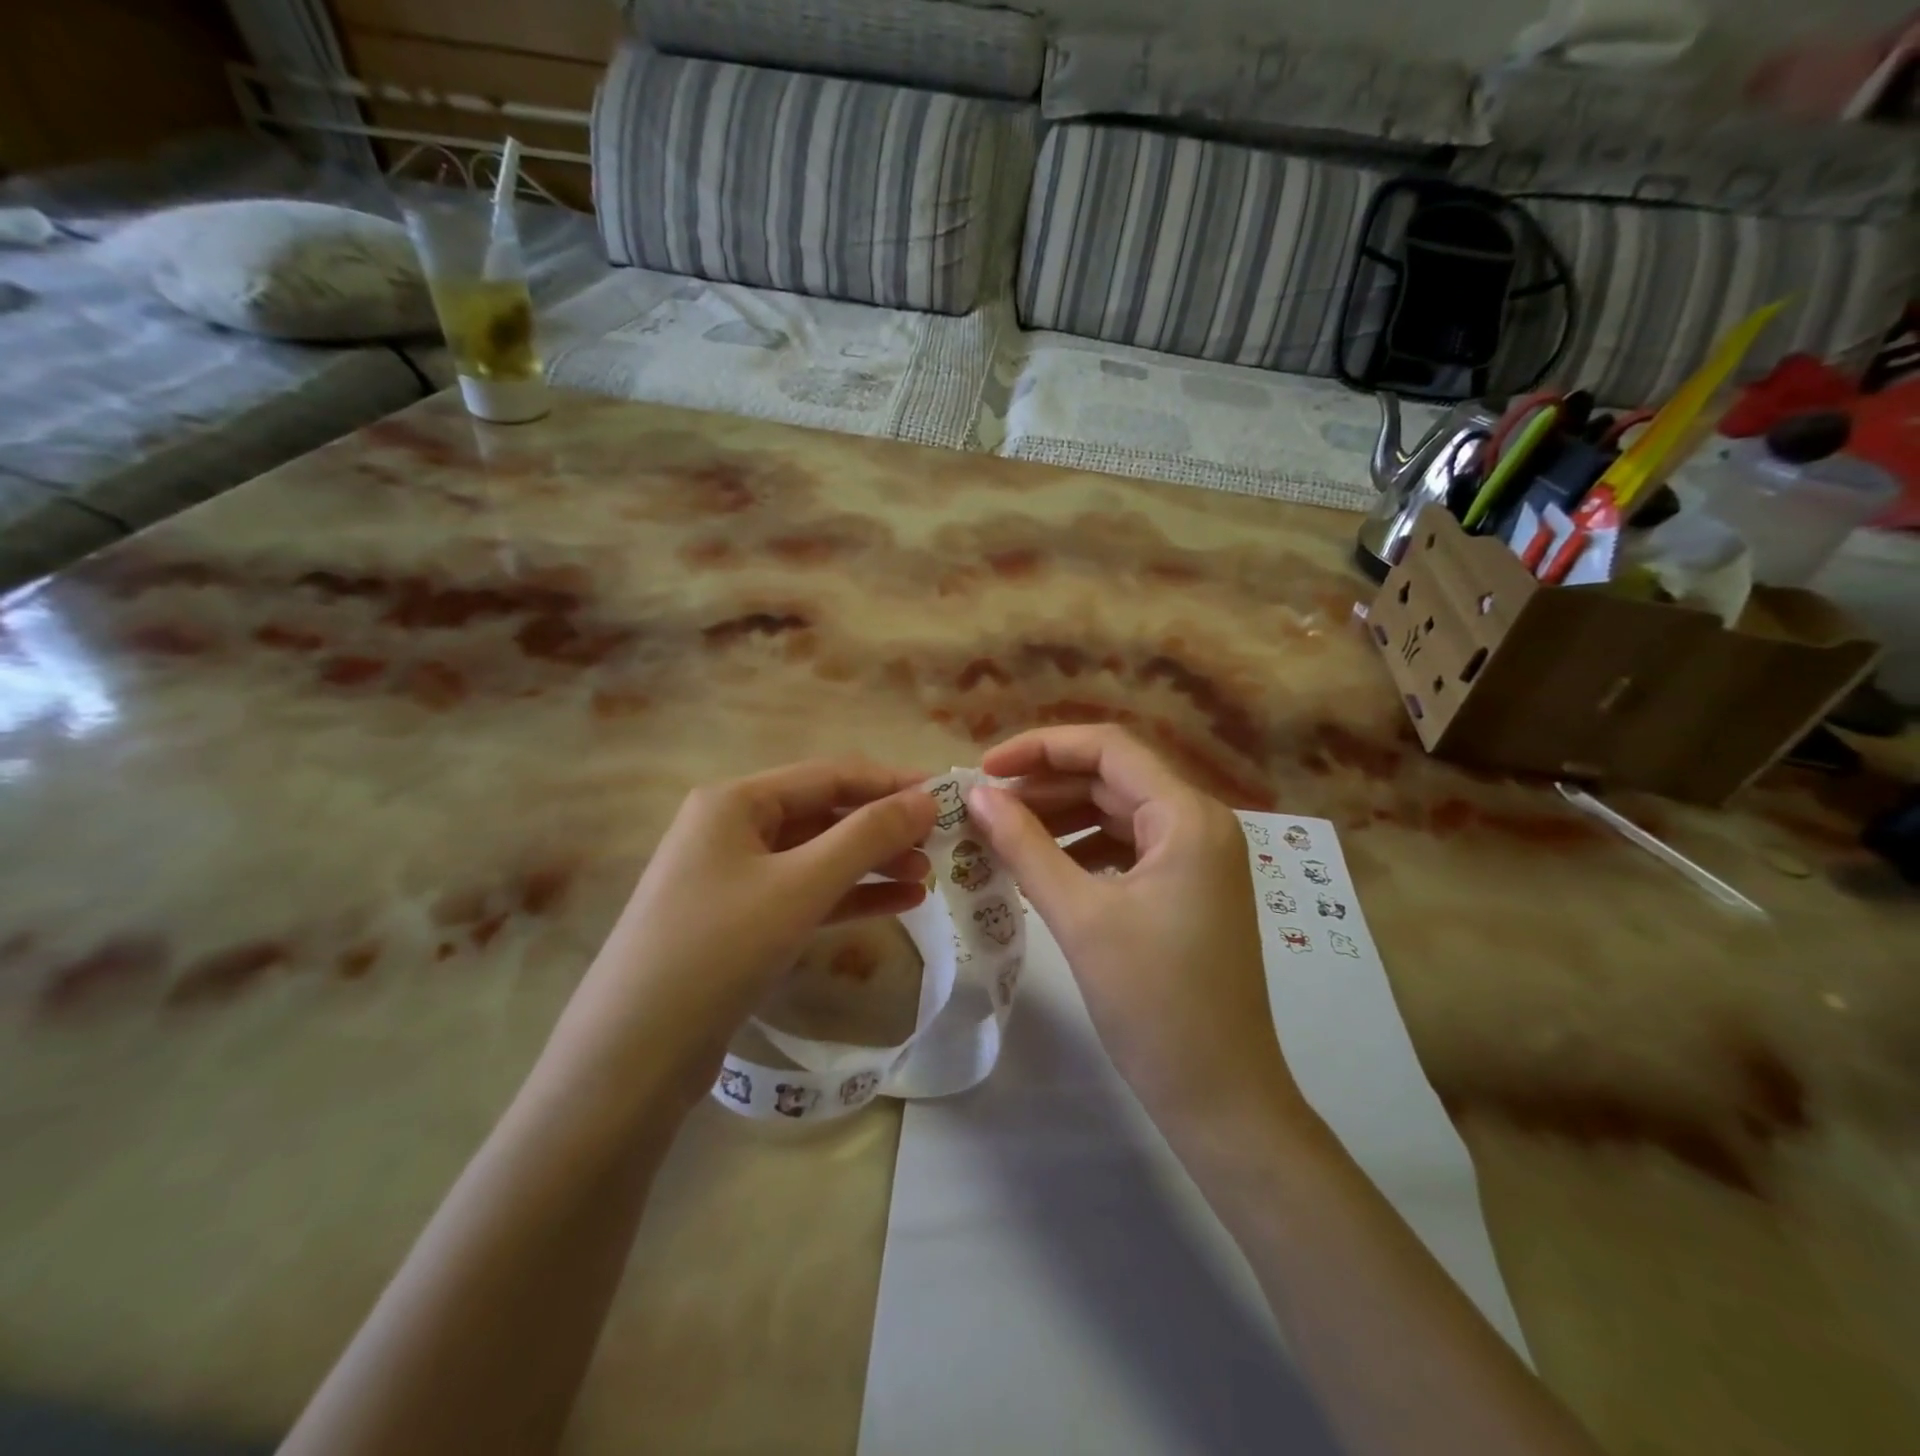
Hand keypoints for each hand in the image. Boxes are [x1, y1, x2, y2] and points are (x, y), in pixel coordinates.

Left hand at [553, 759, 936, 1111]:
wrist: (632, 1056)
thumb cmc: (719, 949)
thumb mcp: (801, 886)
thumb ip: (867, 837)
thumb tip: (926, 799)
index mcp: (736, 801)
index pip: (829, 776)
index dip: (890, 782)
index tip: (946, 794)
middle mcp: (731, 829)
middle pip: (823, 815)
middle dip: (882, 828)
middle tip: (941, 842)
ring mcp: (733, 878)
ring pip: (817, 858)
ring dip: (871, 864)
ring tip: (928, 876)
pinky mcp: (740, 923)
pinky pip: (805, 895)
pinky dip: (849, 897)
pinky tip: (899, 904)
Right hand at [968, 727, 1299, 1128]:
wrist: (1221, 1096)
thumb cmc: (1154, 1003)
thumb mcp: (1080, 917)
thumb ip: (1024, 846)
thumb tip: (977, 795)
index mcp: (1187, 817)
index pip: (1108, 749)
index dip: (1041, 748)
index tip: (984, 770)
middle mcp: (1200, 823)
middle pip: (1112, 778)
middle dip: (1045, 787)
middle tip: (984, 809)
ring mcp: (1198, 857)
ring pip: (1118, 813)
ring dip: (1060, 818)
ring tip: (1002, 836)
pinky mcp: (1189, 888)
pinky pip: (1128, 847)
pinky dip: (1083, 849)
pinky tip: (1042, 867)